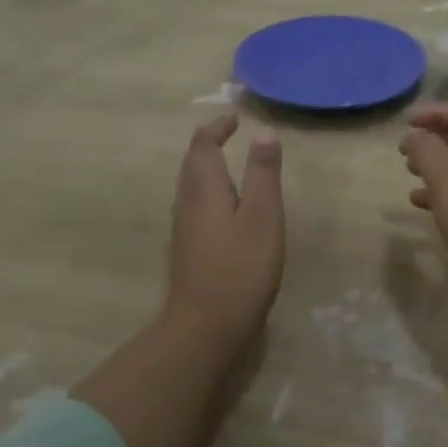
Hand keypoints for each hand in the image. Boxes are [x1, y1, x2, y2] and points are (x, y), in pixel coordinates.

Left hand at [165, 115, 285, 333]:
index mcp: (204, 188)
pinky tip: (225, 207)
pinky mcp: (187, 249)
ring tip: (230, 164)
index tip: (234, 119)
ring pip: (190, 185)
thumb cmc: (240, 267)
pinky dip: (208, 190)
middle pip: (192, 163)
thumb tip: (263, 133)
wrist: (204, 327)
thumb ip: (263, 173)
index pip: (202, 145)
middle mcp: (187, 202)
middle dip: (209, 144)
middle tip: (230, 135)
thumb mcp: (262, 216)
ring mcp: (183, 228)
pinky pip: (194, 204)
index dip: (216, 128)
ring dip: (207, 167)